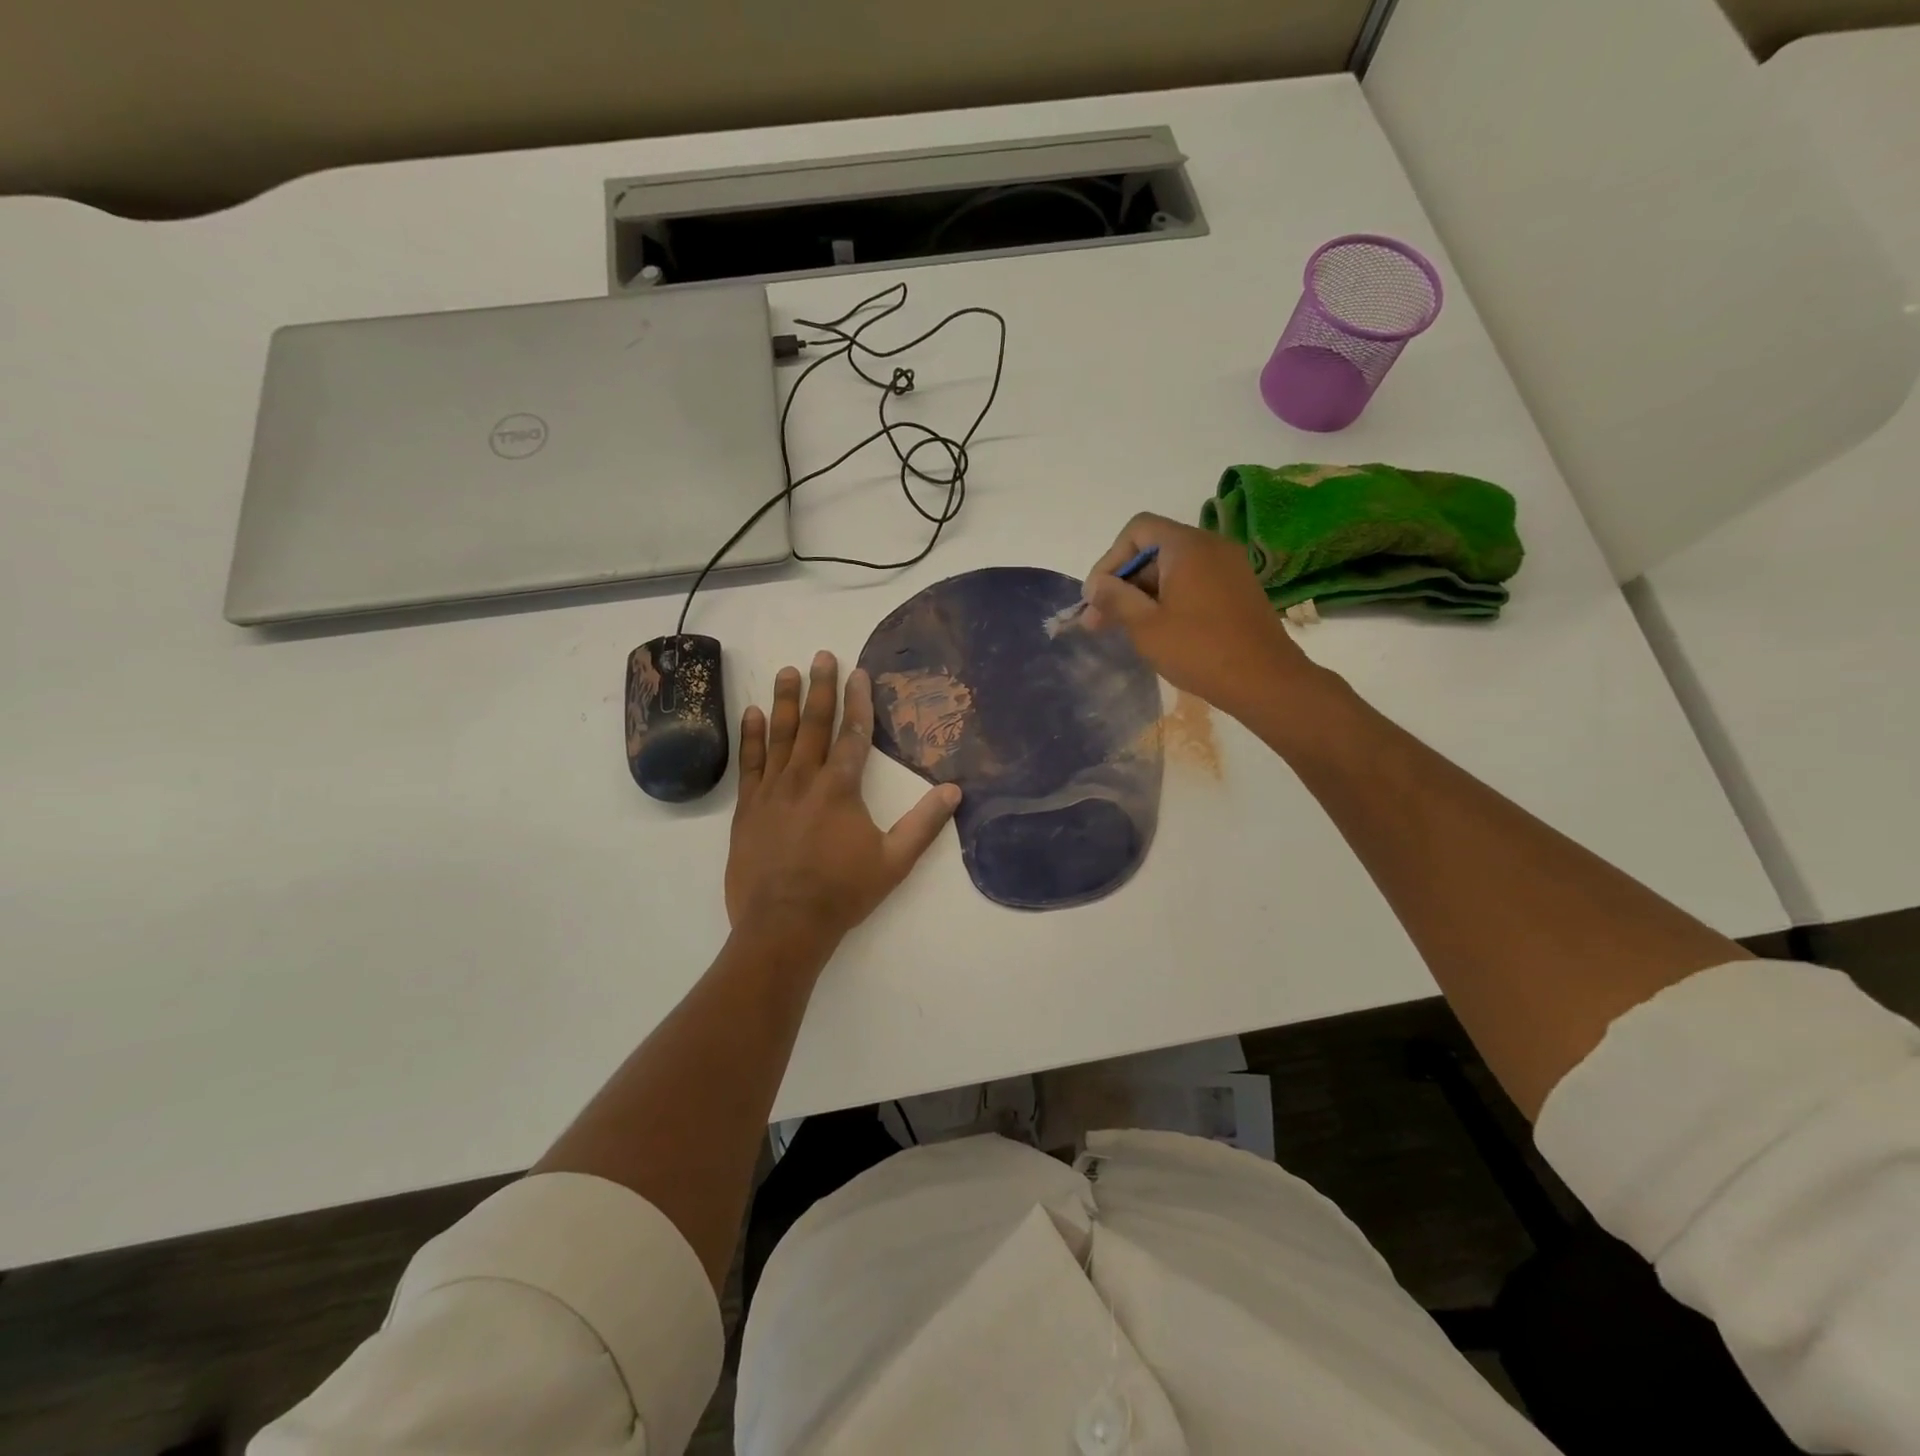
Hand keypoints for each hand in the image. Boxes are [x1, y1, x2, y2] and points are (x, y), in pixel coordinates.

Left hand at [726, 652, 961, 947]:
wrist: (784, 924)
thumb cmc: (843, 892)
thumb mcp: (894, 861)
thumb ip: (924, 824)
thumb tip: (954, 791)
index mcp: (841, 788)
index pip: (854, 734)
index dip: (859, 701)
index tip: (858, 672)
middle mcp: (804, 779)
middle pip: (814, 724)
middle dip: (821, 688)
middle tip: (821, 655)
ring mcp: (771, 791)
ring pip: (779, 736)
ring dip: (785, 701)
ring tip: (788, 670)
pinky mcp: (747, 808)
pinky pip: (750, 763)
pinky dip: (752, 736)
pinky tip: (753, 713)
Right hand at [1081, 513, 1321, 718]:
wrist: (1266, 681)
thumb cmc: (1200, 650)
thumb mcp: (1146, 626)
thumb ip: (1115, 598)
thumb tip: (1094, 585)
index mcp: (1187, 546)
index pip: (1137, 530)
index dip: (1110, 560)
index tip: (1096, 597)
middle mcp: (1211, 546)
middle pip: (1154, 549)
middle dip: (1123, 582)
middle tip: (1099, 621)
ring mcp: (1229, 567)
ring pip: (1173, 568)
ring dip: (1143, 594)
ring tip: (1123, 629)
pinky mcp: (1238, 589)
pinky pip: (1193, 581)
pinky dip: (1169, 598)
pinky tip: (1156, 630)